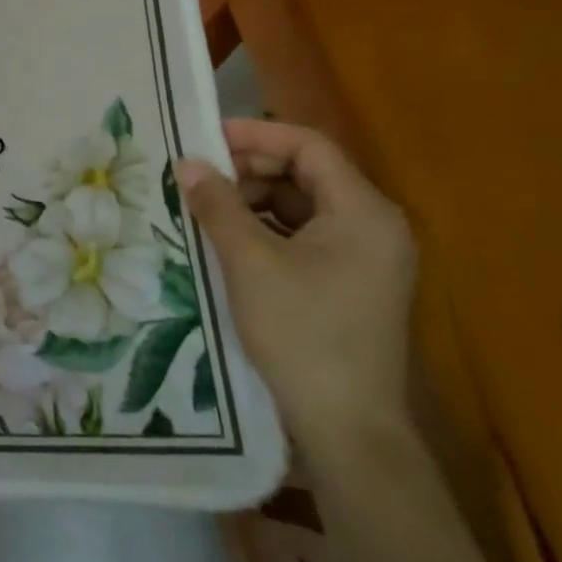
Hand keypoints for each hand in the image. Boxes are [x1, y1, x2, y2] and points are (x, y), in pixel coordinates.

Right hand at [180, 119, 417, 453]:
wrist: (346, 427)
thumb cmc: (302, 333)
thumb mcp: (250, 262)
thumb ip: (218, 205)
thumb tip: (187, 163)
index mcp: (364, 211)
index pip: (309, 146)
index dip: (256, 134)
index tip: (205, 137)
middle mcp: (373, 225)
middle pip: (307, 172)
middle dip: (250, 167)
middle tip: (198, 174)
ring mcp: (365, 256)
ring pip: (302, 204)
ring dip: (254, 198)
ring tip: (206, 205)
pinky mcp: (350, 281)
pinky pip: (305, 235)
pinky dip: (266, 227)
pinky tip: (228, 238)